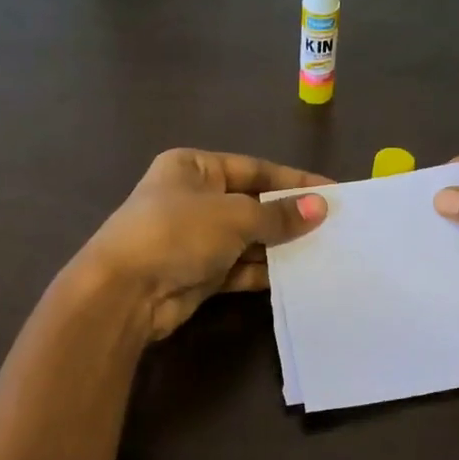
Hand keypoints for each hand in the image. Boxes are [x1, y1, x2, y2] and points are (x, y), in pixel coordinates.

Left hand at [78, 149, 329, 340]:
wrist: (125, 292)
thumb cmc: (177, 233)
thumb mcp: (234, 216)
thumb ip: (278, 215)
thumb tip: (320, 208)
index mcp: (193, 167)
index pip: (254, 169)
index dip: (294, 181)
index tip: (333, 192)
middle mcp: (193, 198)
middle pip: (252, 204)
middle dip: (289, 216)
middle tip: (333, 225)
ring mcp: (194, 239)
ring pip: (247, 239)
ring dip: (280, 246)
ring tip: (324, 250)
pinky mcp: (198, 274)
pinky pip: (239, 268)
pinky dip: (264, 271)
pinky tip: (296, 274)